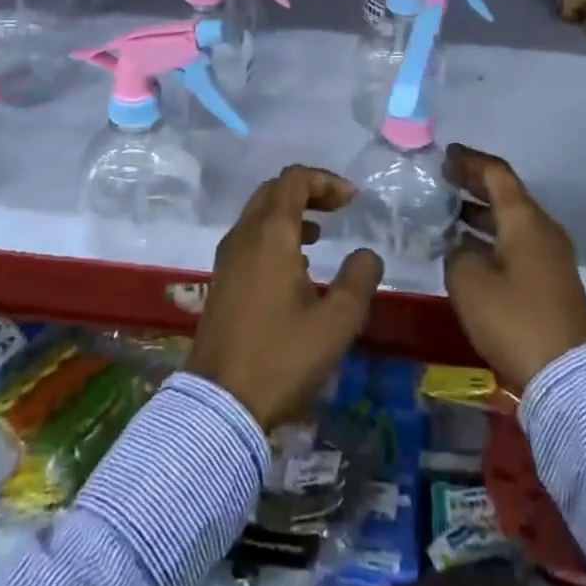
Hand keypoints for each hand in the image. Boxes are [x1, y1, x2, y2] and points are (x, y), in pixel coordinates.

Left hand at [188, 165, 384, 427]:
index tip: (352, 200)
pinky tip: (295, 265)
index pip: (294, 179)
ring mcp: (228, 258)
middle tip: (339, 209)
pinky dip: (275, 233)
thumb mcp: (336, 322)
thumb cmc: (281, 357)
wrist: (218, 406)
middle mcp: (244, 235)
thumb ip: (359, 279)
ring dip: (291, 212)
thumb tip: (367, 254)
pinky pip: (250, 236)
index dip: (326, 180)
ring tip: (320, 234)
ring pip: (259, 213)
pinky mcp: (221, 280)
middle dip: (309, 191)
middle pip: (275, 190)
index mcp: (270, 233)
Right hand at [443, 143, 585, 394]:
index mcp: (524, 218)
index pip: (496, 173)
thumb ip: (457, 252)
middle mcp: (541, 227)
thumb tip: (462, 245)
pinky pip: (518, 241)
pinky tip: (470, 250)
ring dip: (482, 213)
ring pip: (512, 220)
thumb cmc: (514, 319)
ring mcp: (551, 254)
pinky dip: (493, 236)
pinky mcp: (552, 279)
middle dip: (474, 184)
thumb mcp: (469, 281)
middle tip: (443, 179)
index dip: (469, 161)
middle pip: (506, 194)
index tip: (444, 156)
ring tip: (449, 215)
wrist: (567, 373)